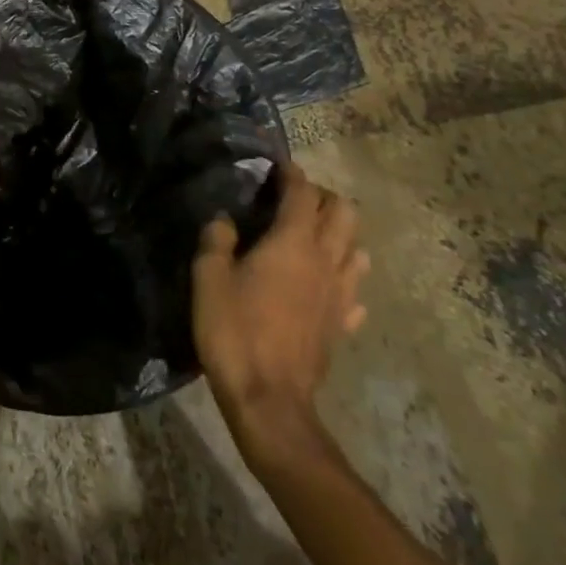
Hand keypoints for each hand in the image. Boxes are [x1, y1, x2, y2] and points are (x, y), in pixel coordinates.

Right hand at [192, 161, 368, 470]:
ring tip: (313, 238)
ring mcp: (339, 295)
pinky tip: (325, 286)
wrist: (269, 400)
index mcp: (292, 242)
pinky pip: (354, 292)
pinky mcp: (342, 325)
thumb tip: (224, 220)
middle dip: (323, 198)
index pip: (302, 193)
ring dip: (340, 235)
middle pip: (344, 213)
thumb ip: (216, 240)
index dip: (292, 173)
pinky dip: (344, 278)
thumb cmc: (234, 331)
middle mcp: (324, 260)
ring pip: (356, 249)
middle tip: (295, 199)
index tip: (279, 164)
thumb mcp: (209, 278)